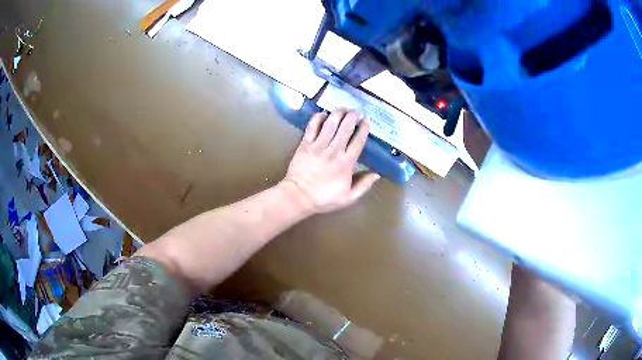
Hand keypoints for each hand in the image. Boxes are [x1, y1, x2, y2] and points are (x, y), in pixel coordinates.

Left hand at [282, 109, 379, 214]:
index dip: (364, 129)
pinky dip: (318, 118)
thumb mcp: (348, 198)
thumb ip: (364, 185)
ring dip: (338, 113)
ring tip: (343, 109)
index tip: (367, 121)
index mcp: (346, 163)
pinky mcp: (305, 144)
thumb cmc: (324, 198)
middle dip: (352, 116)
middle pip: (345, 127)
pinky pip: (312, 126)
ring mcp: (318, 146)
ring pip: (330, 123)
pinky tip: (323, 114)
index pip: (358, 141)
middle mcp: (333, 151)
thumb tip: (377, 174)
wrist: (298, 197)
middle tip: (356, 112)